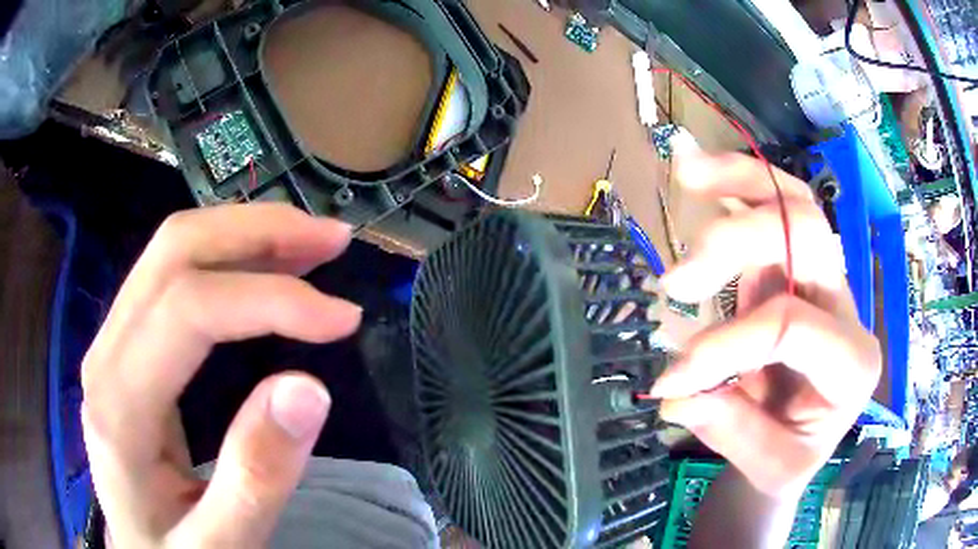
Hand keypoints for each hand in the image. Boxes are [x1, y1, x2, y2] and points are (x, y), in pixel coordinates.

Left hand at [81, 205, 361, 546]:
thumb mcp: (220, 543)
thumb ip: (255, 478)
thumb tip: (308, 389)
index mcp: (118, 404)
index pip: (186, 309)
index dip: (270, 299)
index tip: (344, 319)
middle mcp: (106, 352)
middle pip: (173, 251)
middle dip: (258, 232)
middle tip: (332, 242)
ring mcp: (114, 339)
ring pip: (172, 249)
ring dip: (246, 233)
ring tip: (310, 244)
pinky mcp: (128, 342)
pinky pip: (173, 273)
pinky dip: (227, 255)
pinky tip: (265, 266)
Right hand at [651, 153, 881, 499]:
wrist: (805, 435)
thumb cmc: (795, 451)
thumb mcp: (772, 467)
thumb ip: (733, 432)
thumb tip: (677, 393)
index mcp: (853, 362)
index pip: (791, 326)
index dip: (725, 346)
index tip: (671, 379)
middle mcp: (845, 306)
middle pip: (806, 236)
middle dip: (738, 242)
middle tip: (679, 279)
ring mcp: (823, 278)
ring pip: (794, 202)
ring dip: (741, 179)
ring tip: (688, 170)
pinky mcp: (794, 267)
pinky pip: (775, 207)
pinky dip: (738, 183)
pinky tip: (701, 172)